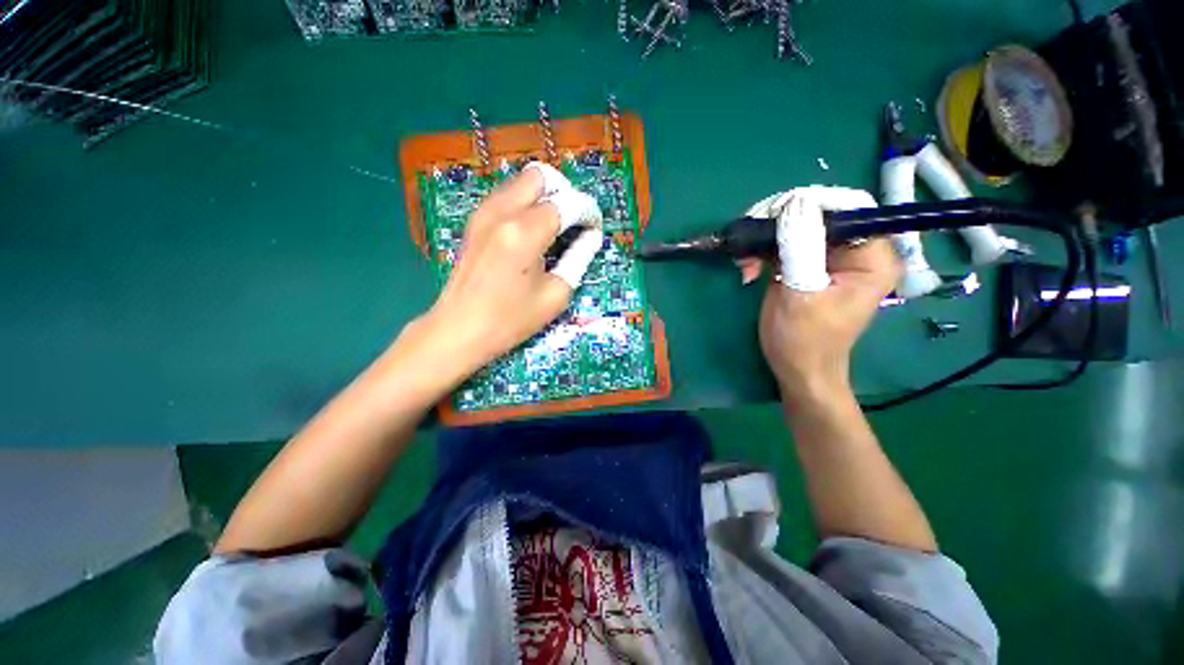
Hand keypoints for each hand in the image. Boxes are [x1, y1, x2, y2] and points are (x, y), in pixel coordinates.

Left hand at [412, 164, 603, 381]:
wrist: (459, 329)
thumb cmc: (510, 319)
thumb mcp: (555, 294)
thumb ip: (578, 258)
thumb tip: (592, 237)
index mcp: (525, 232)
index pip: (568, 203)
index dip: (588, 212)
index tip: (595, 229)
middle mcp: (502, 211)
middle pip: (541, 176)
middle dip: (565, 193)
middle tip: (574, 222)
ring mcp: (484, 213)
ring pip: (521, 181)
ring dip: (545, 196)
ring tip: (555, 228)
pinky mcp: (475, 221)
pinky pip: (507, 195)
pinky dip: (526, 203)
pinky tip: (532, 232)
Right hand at [738, 187, 899, 403]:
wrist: (796, 369)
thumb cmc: (803, 340)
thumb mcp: (800, 294)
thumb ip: (799, 249)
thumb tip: (793, 202)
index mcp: (872, 257)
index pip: (850, 206)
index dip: (811, 202)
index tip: (772, 214)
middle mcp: (857, 250)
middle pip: (820, 213)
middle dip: (780, 223)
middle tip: (750, 239)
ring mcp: (830, 257)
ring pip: (797, 226)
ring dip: (766, 239)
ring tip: (745, 262)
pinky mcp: (808, 265)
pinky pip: (785, 244)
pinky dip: (762, 252)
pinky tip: (748, 269)